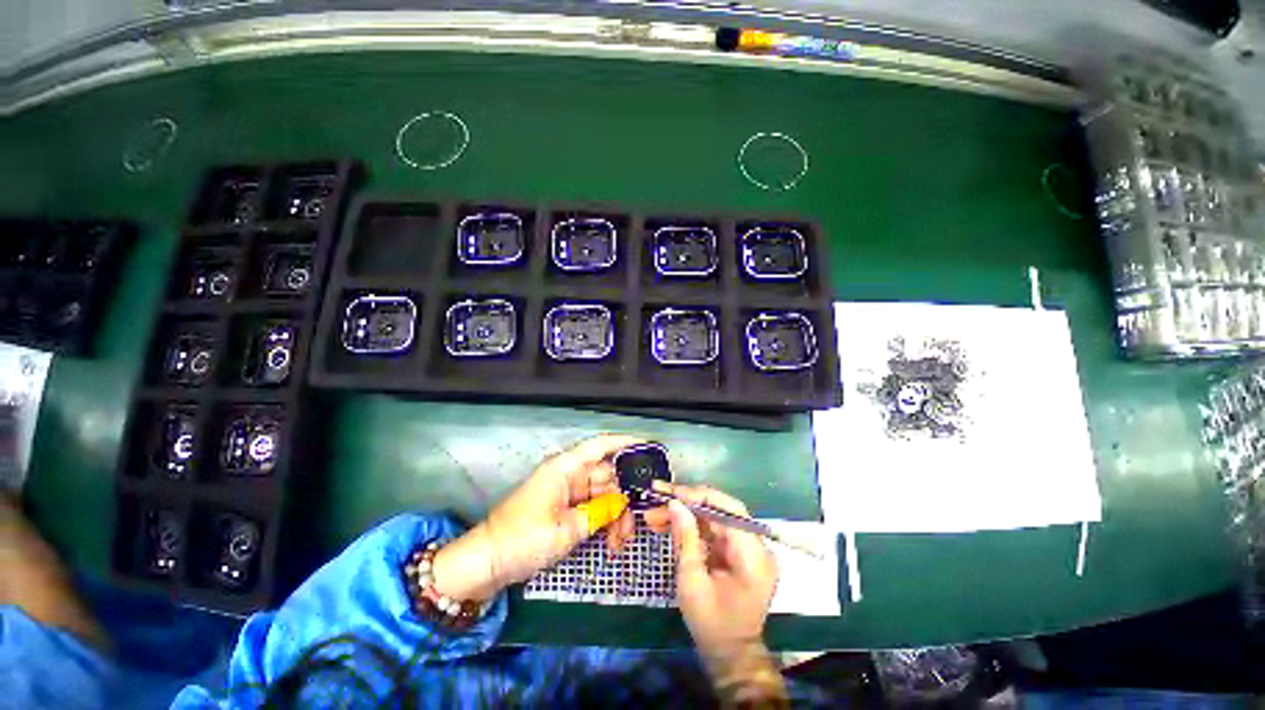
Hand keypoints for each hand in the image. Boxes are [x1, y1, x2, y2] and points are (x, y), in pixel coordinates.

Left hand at [432, 434, 642, 601]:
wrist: (486, 563)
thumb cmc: (522, 540)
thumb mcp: (565, 530)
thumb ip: (599, 513)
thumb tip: (622, 502)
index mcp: (565, 468)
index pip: (600, 445)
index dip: (626, 442)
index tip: (650, 448)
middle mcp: (568, 474)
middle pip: (607, 475)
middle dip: (624, 498)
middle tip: (636, 525)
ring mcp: (567, 491)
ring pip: (602, 494)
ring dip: (615, 515)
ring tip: (620, 543)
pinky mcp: (564, 507)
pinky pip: (592, 507)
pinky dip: (603, 521)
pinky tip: (611, 542)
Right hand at [645, 485, 782, 696]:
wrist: (730, 655)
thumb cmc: (712, 624)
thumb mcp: (693, 582)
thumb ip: (686, 539)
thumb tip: (675, 503)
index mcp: (753, 554)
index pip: (728, 509)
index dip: (698, 496)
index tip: (670, 492)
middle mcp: (757, 545)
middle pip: (720, 509)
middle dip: (687, 502)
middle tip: (658, 498)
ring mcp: (748, 548)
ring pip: (714, 518)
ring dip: (685, 514)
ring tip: (655, 514)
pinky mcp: (738, 552)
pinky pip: (714, 530)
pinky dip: (692, 526)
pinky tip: (668, 525)